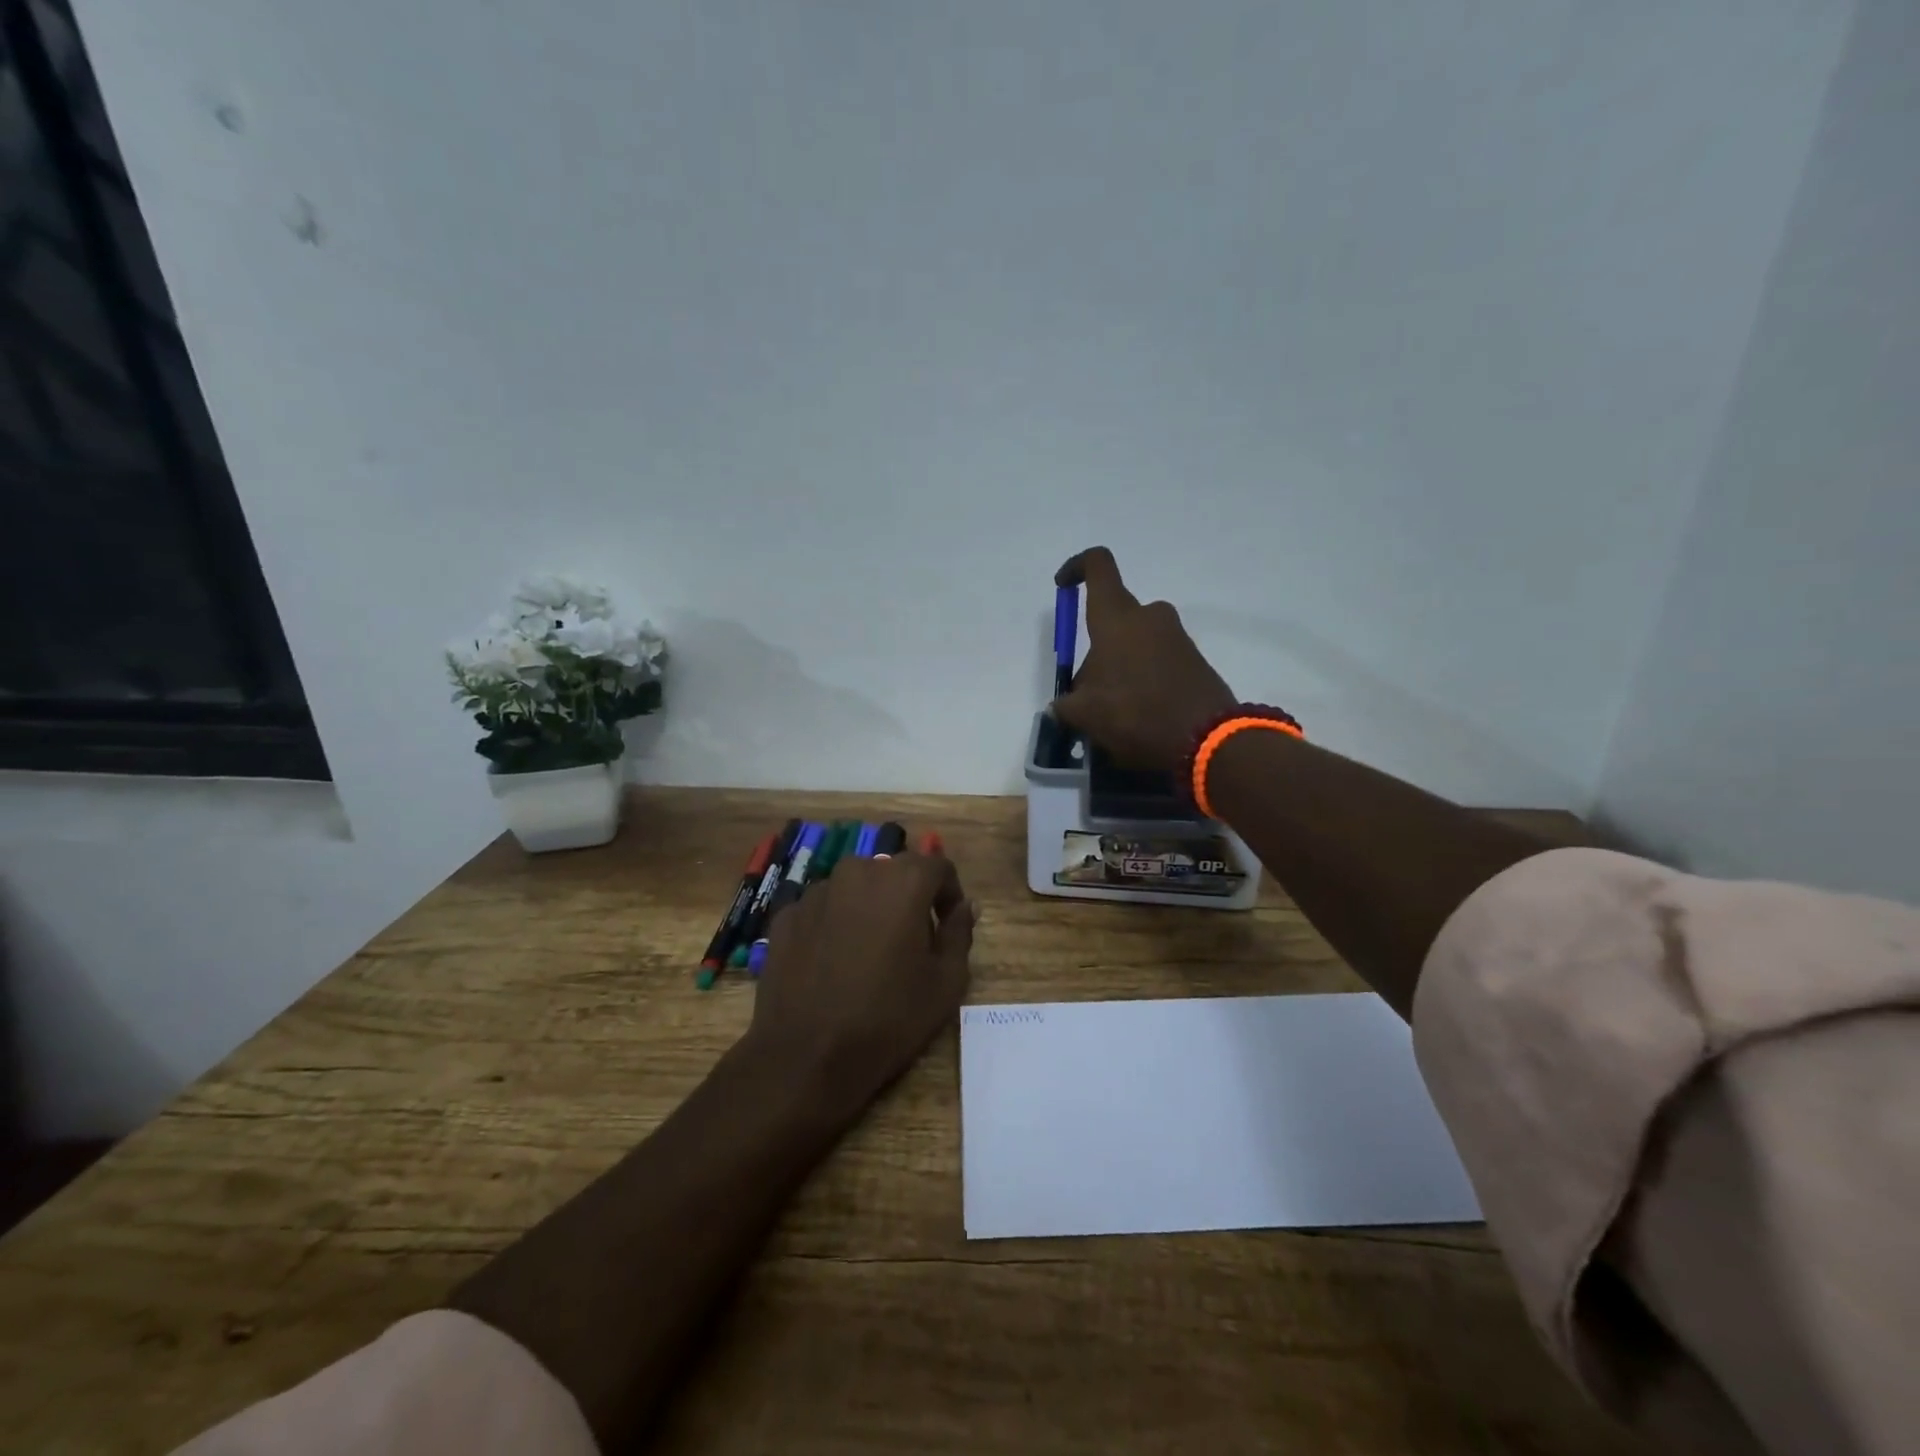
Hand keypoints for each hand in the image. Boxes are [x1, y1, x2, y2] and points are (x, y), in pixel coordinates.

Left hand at [747, 852, 974, 1116]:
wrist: (806, 1057)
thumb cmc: (888, 1018)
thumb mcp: (946, 983)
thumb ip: (960, 933)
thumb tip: (965, 907)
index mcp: (903, 881)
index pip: (938, 867)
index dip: (949, 894)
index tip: (948, 924)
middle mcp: (858, 871)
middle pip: (894, 872)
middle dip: (908, 898)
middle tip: (911, 941)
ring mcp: (816, 892)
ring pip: (855, 888)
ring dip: (869, 908)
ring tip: (868, 953)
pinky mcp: (786, 915)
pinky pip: (822, 909)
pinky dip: (834, 924)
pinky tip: (833, 963)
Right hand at [1052, 546, 1236, 772]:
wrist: (1206, 740)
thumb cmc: (1135, 714)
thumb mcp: (1084, 715)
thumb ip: (1066, 705)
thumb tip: (1065, 705)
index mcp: (1117, 618)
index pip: (1097, 566)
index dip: (1076, 568)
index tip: (1062, 587)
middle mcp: (1149, 617)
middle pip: (1113, 619)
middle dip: (1095, 650)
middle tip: (1086, 692)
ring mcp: (1177, 637)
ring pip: (1135, 643)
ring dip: (1119, 668)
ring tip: (1112, 713)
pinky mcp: (1195, 660)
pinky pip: (1157, 661)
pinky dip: (1143, 680)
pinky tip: (1139, 717)